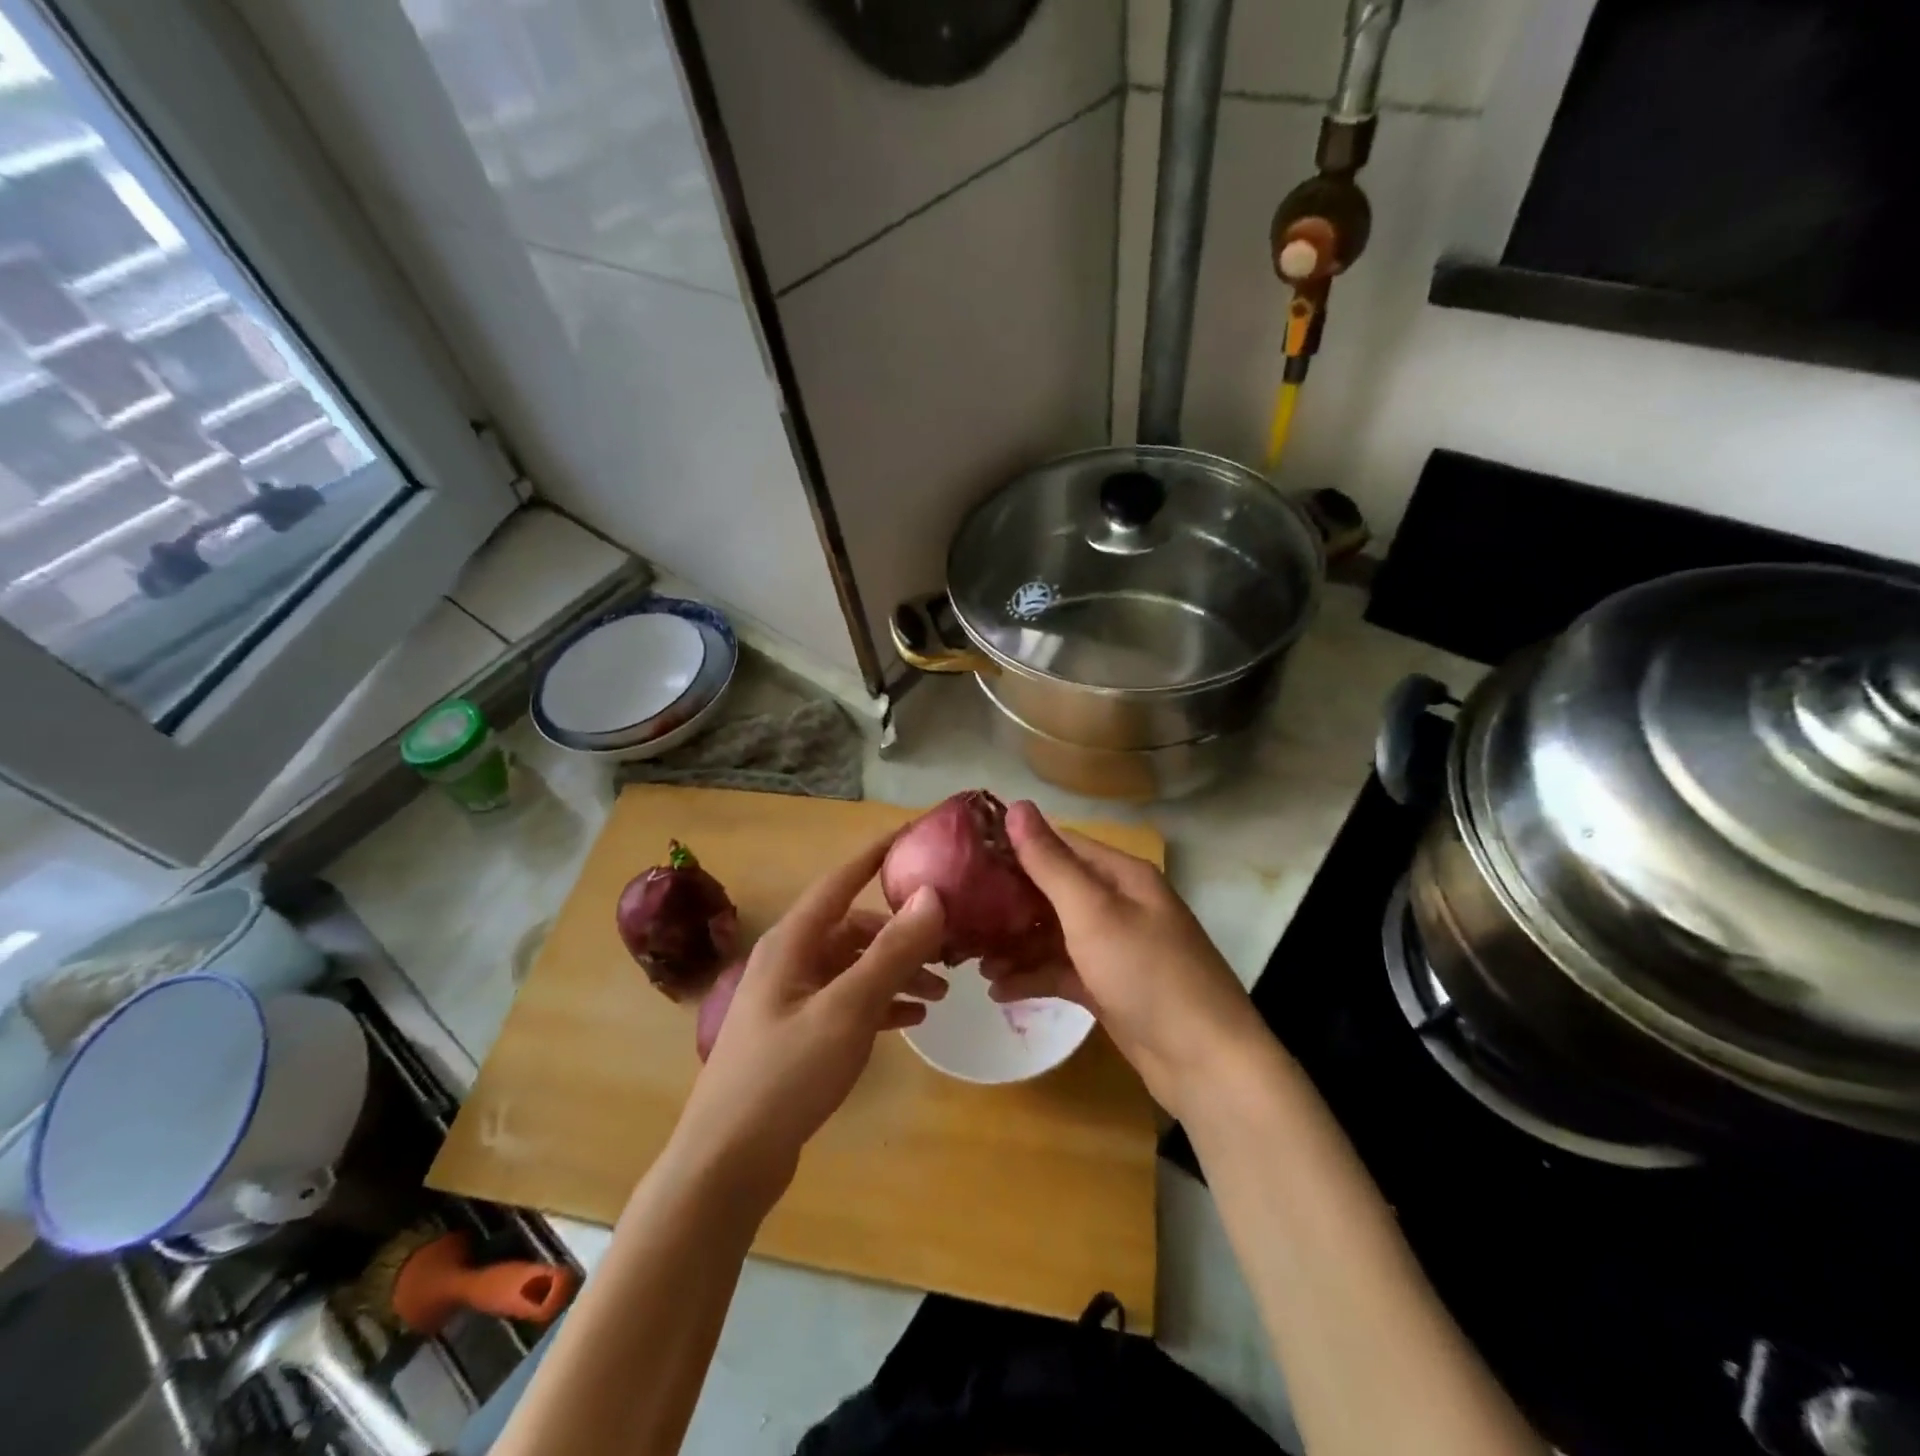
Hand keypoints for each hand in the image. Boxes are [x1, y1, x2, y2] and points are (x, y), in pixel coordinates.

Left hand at [675, 836, 946, 1202]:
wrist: (727, 1162)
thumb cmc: (785, 1075)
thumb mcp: (847, 1009)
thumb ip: (891, 952)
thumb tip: (931, 895)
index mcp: (793, 941)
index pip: (841, 878)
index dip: (877, 853)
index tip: (916, 833)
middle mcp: (790, 958)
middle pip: (854, 926)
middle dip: (902, 931)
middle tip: (950, 944)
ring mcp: (792, 996)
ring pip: (854, 965)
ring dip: (896, 971)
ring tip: (940, 992)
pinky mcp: (798, 1031)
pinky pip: (848, 1000)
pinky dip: (880, 1002)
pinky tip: (911, 1019)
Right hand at [981, 801, 1268, 1117]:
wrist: (1204, 1062)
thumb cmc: (1147, 972)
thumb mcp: (1093, 912)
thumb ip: (1050, 862)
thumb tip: (1017, 806)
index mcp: (1121, 876)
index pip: (1061, 845)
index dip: (1016, 846)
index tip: (967, 854)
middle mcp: (1118, 904)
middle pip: (1054, 891)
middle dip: (1009, 902)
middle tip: (960, 911)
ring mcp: (1114, 948)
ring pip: (1054, 934)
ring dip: (1016, 944)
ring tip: (973, 959)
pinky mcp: (1108, 987)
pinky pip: (1062, 971)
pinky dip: (1033, 976)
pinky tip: (998, 989)